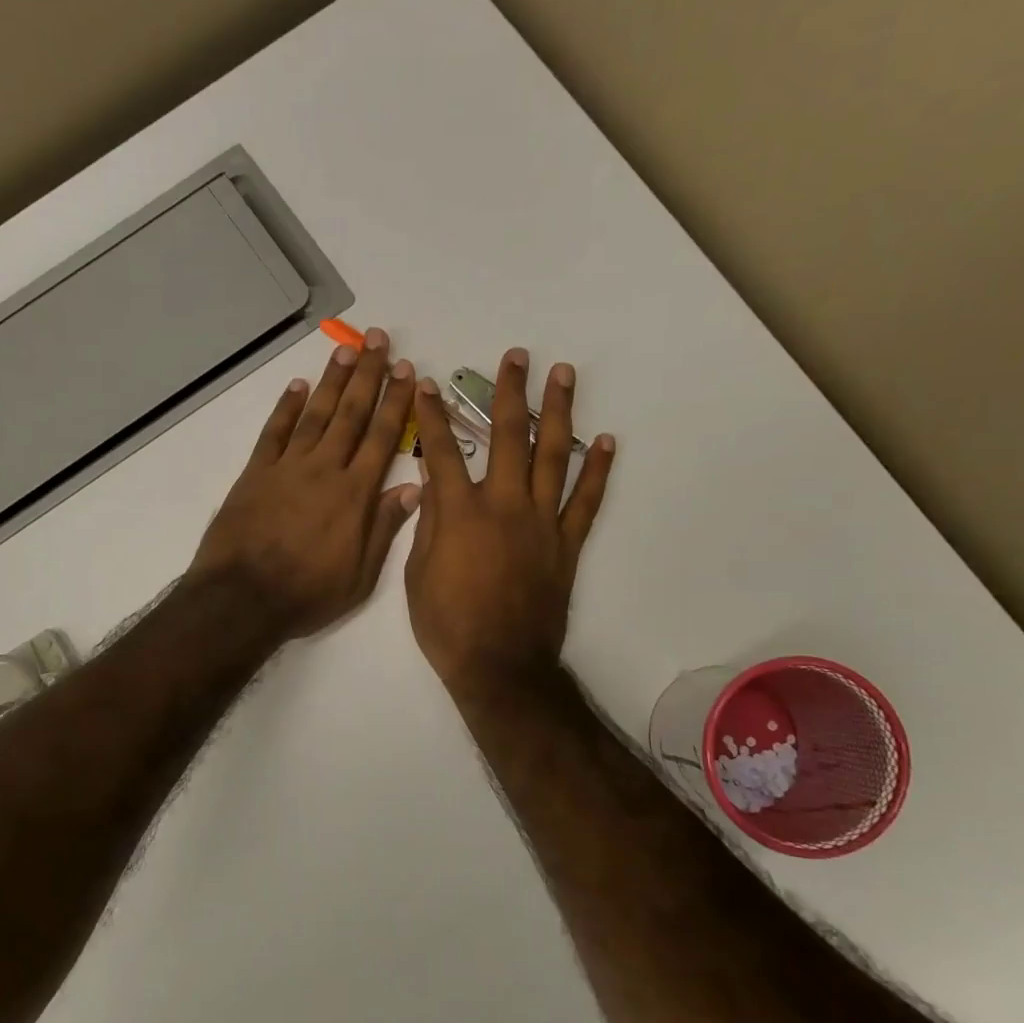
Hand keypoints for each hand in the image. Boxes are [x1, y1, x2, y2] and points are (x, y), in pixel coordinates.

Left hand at [190, 327, 419, 638]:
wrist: (243, 598)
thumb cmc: (308, 594)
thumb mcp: (360, 575)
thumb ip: (385, 528)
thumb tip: (414, 488)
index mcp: (355, 494)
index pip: (383, 437)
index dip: (396, 402)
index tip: (407, 371)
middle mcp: (325, 470)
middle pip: (351, 414)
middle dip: (368, 375)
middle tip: (380, 340)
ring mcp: (288, 468)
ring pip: (316, 414)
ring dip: (332, 380)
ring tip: (347, 349)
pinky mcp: (256, 473)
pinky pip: (274, 432)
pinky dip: (285, 407)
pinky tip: (297, 386)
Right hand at [405, 348, 614, 703]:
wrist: (499, 665)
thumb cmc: (447, 625)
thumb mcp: (417, 574)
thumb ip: (429, 523)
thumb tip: (432, 483)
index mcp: (460, 512)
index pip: (441, 451)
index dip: (433, 415)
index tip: (429, 384)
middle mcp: (504, 505)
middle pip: (507, 436)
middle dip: (509, 392)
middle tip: (517, 357)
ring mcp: (541, 522)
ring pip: (553, 455)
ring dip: (558, 412)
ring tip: (563, 375)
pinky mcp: (566, 543)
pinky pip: (586, 500)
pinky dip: (597, 470)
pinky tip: (606, 441)